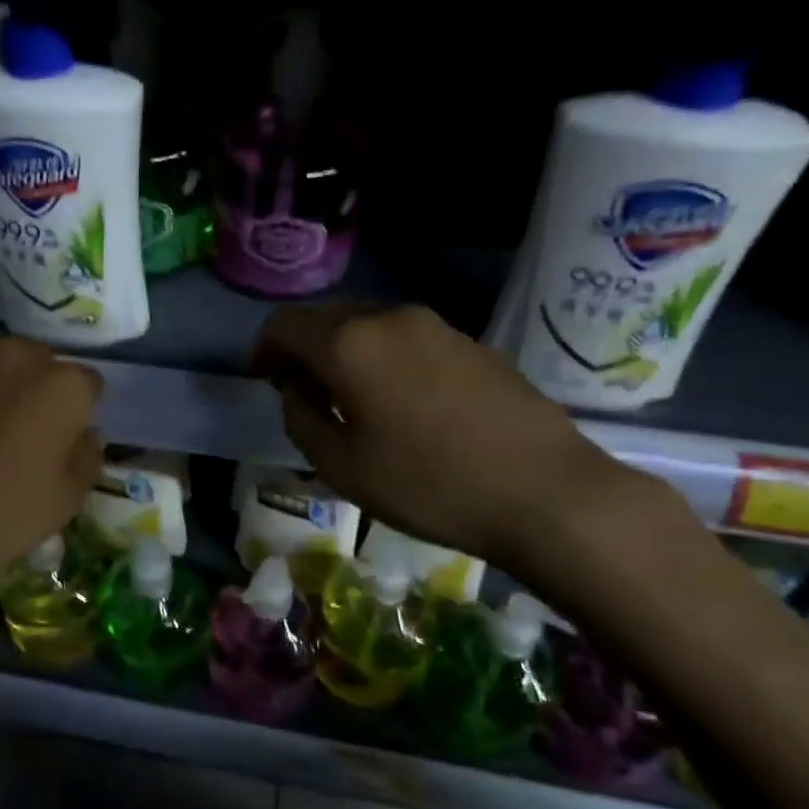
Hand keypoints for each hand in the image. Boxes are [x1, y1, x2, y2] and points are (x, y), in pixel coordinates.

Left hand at [0, 339, 103, 592]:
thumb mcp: (63, 504)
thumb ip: (86, 457)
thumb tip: (84, 434)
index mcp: (60, 384)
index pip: (87, 385)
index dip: (76, 414)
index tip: (59, 442)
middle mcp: (10, 353)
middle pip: (33, 366)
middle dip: (29, 393)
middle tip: (9, 438)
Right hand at [251, 303, 642, 566]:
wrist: (544, 491)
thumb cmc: (427, 484)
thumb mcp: (340, 466)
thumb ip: (300, 419)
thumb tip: (297, 392)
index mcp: (349, 343)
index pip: (285, 324)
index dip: (264, 349)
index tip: (263, 380)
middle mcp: (390, 318)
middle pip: (327, 319)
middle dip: (304, 351)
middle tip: (302, 395)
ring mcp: (436, 326)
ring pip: (369, 327)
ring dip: (345, 354)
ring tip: (351, 402)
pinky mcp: (471, 343)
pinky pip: (407, 340)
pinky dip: (383, 359)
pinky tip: (401, 403)